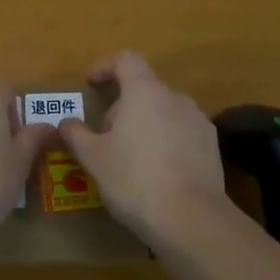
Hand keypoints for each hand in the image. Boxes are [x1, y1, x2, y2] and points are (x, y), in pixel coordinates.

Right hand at [58, 52, 228, 246]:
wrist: (191, 219)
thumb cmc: (133, 179)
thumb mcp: (93, 158)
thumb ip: (76, 134)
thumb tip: (66, 122)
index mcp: (145, 92)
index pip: (126, 59)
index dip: (105, 66)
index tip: (91, 85)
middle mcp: (175, 98)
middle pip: (144, 88)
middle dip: (121, 105)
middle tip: (104, 136)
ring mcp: (198, 121)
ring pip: (164, 111)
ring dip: (144, 123)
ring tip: (130, 156)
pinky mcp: (212, 146)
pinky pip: (182, 132)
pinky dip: (165, 141)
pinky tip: (157, 171)